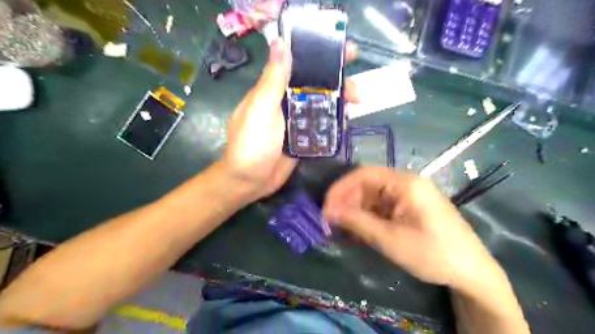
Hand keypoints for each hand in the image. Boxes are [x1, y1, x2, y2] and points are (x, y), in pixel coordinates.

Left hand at [225, 39, 359, 199]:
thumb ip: (273, 80)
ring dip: (339, 104)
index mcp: (274, 90)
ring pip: (322, 105)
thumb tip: (280, 42)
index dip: (323, 56)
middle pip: (317, 86)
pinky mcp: (302, 138)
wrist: (249, 182)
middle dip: (339, 84)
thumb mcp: (261, 110)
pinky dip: (334, 123)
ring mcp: (295, 121)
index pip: (301, 65)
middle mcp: (286, 102)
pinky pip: (321, 126)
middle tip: (356, 94)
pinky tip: (345, 125)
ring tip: (354, 109)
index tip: (347, 53)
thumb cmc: (251, 146)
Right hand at [324, 169, 497, 287]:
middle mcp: (406, 183)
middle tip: (330, 223)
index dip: (340, 189)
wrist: (471, 273)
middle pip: (367, 186)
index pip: (363, 175)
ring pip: (372, 199)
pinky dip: (367, 220)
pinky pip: (382, 209)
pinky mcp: (409, 209)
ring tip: (341, 231)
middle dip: (346, 204)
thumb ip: (356, 222)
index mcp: (405, 183)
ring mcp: (408, 196)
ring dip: (355, 213)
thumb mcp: (389, 239)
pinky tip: (358, 233)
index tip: (325, 208)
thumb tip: (328, 211)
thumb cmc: (432, 253)